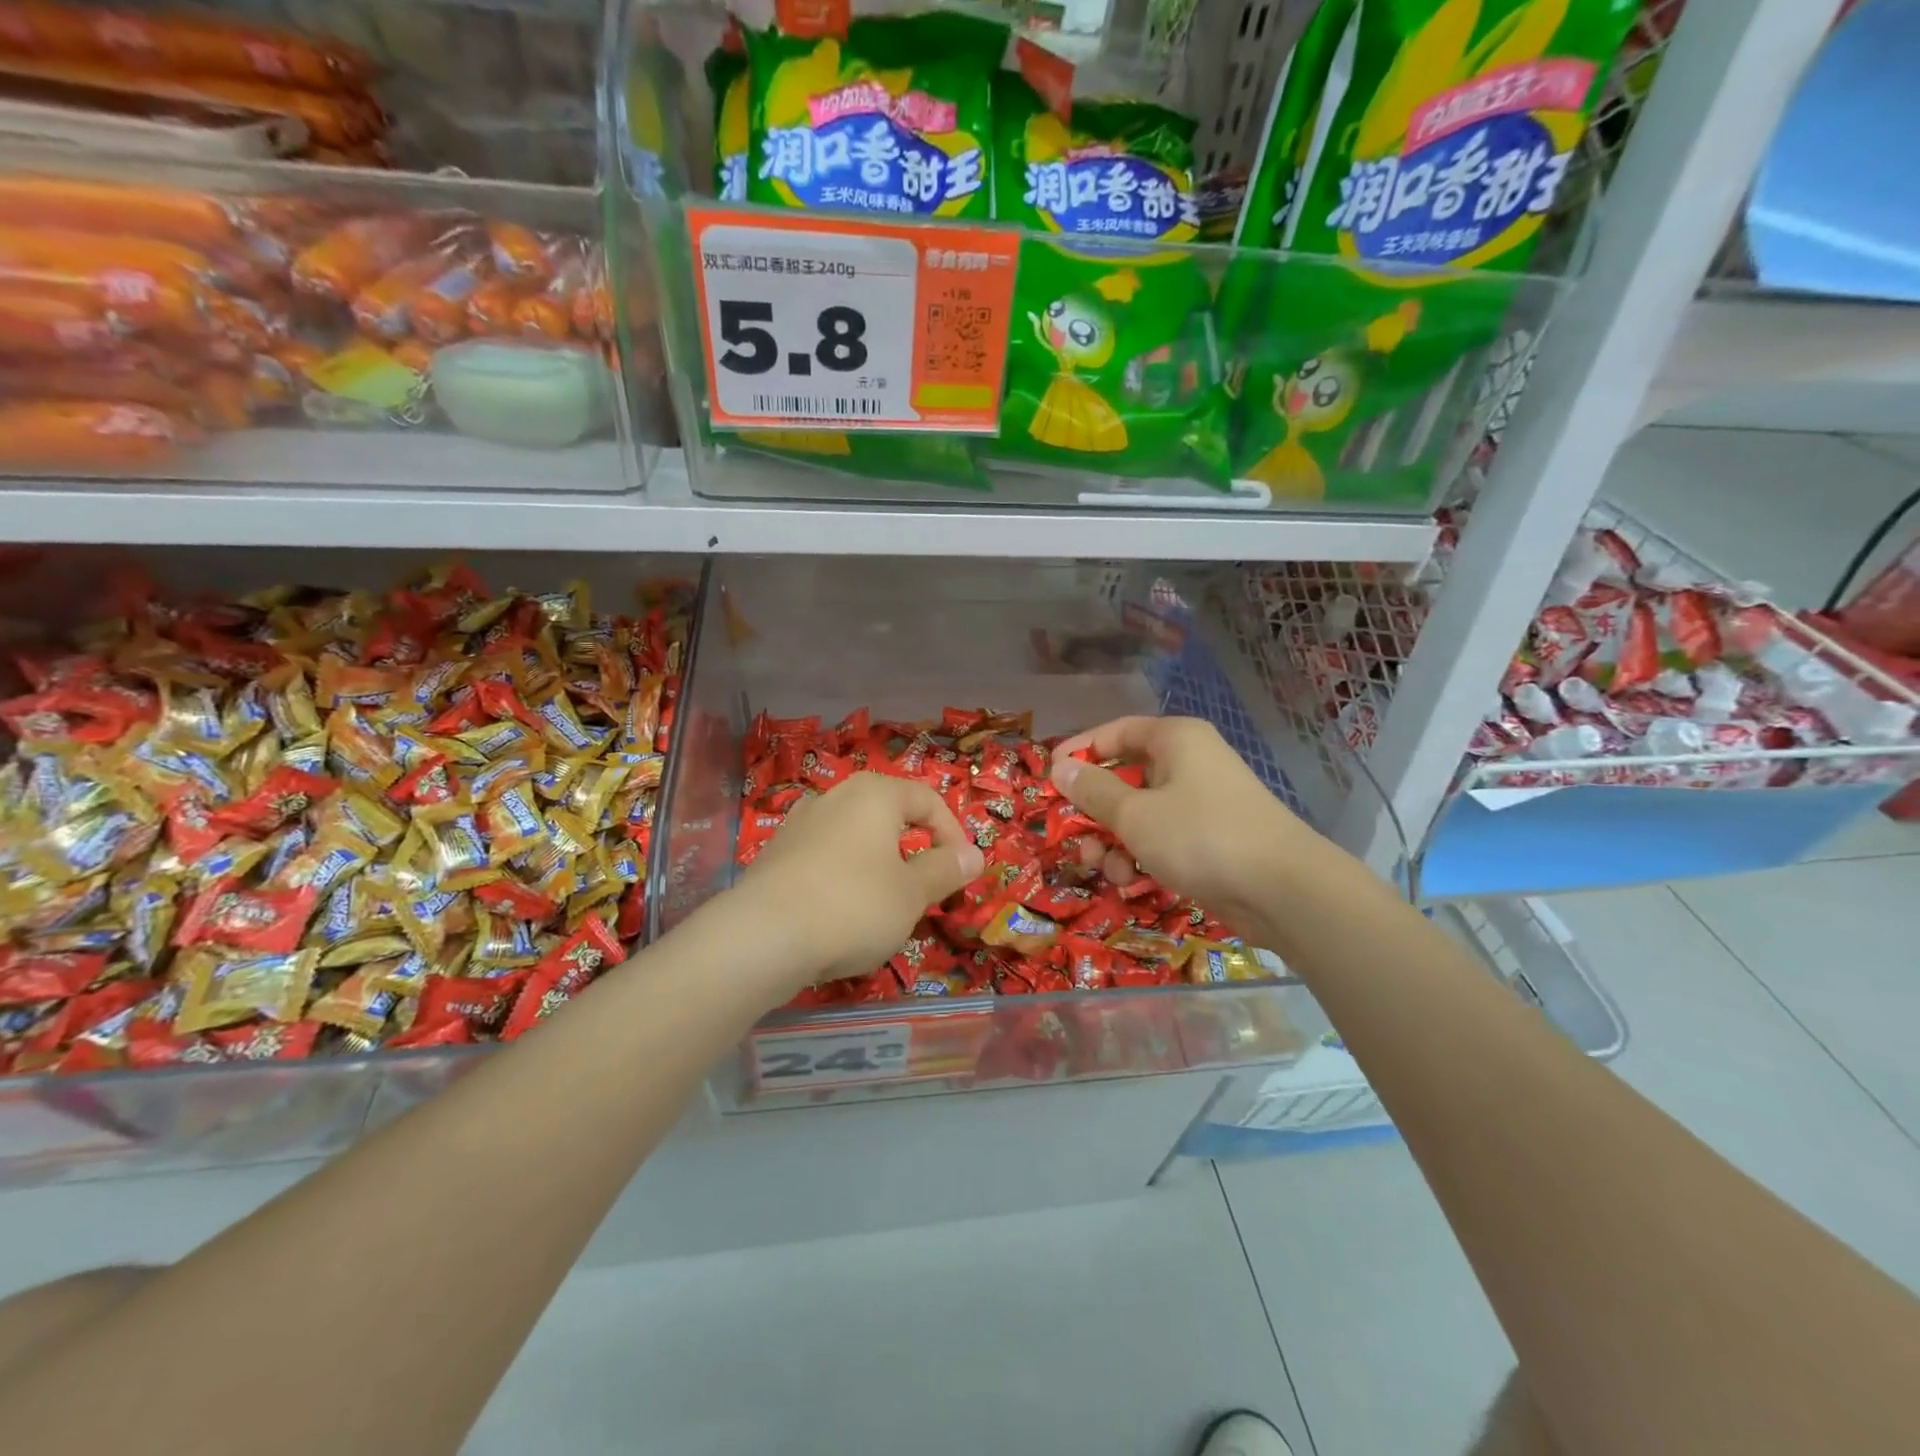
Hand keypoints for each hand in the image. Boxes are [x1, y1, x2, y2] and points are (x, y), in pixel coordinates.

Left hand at [732, 772, 983, 993]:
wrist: (762, 937)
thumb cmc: (853, 906)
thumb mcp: (912, 893)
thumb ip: (945, 870)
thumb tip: (973, 855)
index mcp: (874, 794)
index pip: (927, 799)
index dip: (952, 833)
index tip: (961, 872)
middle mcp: (834, 797)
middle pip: (888, 815)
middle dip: (912, 850)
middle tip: (924, 890)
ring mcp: (799, 824)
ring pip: (854, 837)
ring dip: (877, 865)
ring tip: (883, 906)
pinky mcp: (774, 854)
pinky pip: (823, 858)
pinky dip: (842, 878)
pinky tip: (839, 915)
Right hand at [1049, 716, 1314, 941]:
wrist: (1282, 890)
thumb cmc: (1200, 836)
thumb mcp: (1135, 814)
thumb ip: (1093, 791)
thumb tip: (1060, 768)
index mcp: (1174, 740)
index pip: (1116, 732)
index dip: (1080, 751)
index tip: (1050, 778)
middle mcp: (1188, 763)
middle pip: (1125, 775)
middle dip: (1094, 809)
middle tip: (1071, 833)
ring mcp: (1201, 802)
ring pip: (1140, 812)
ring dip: (1113, 838)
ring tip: (1102, 865)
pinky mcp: (1208, 838)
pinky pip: (1161, 836)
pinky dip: (1140, 854)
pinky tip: (1129, 879)